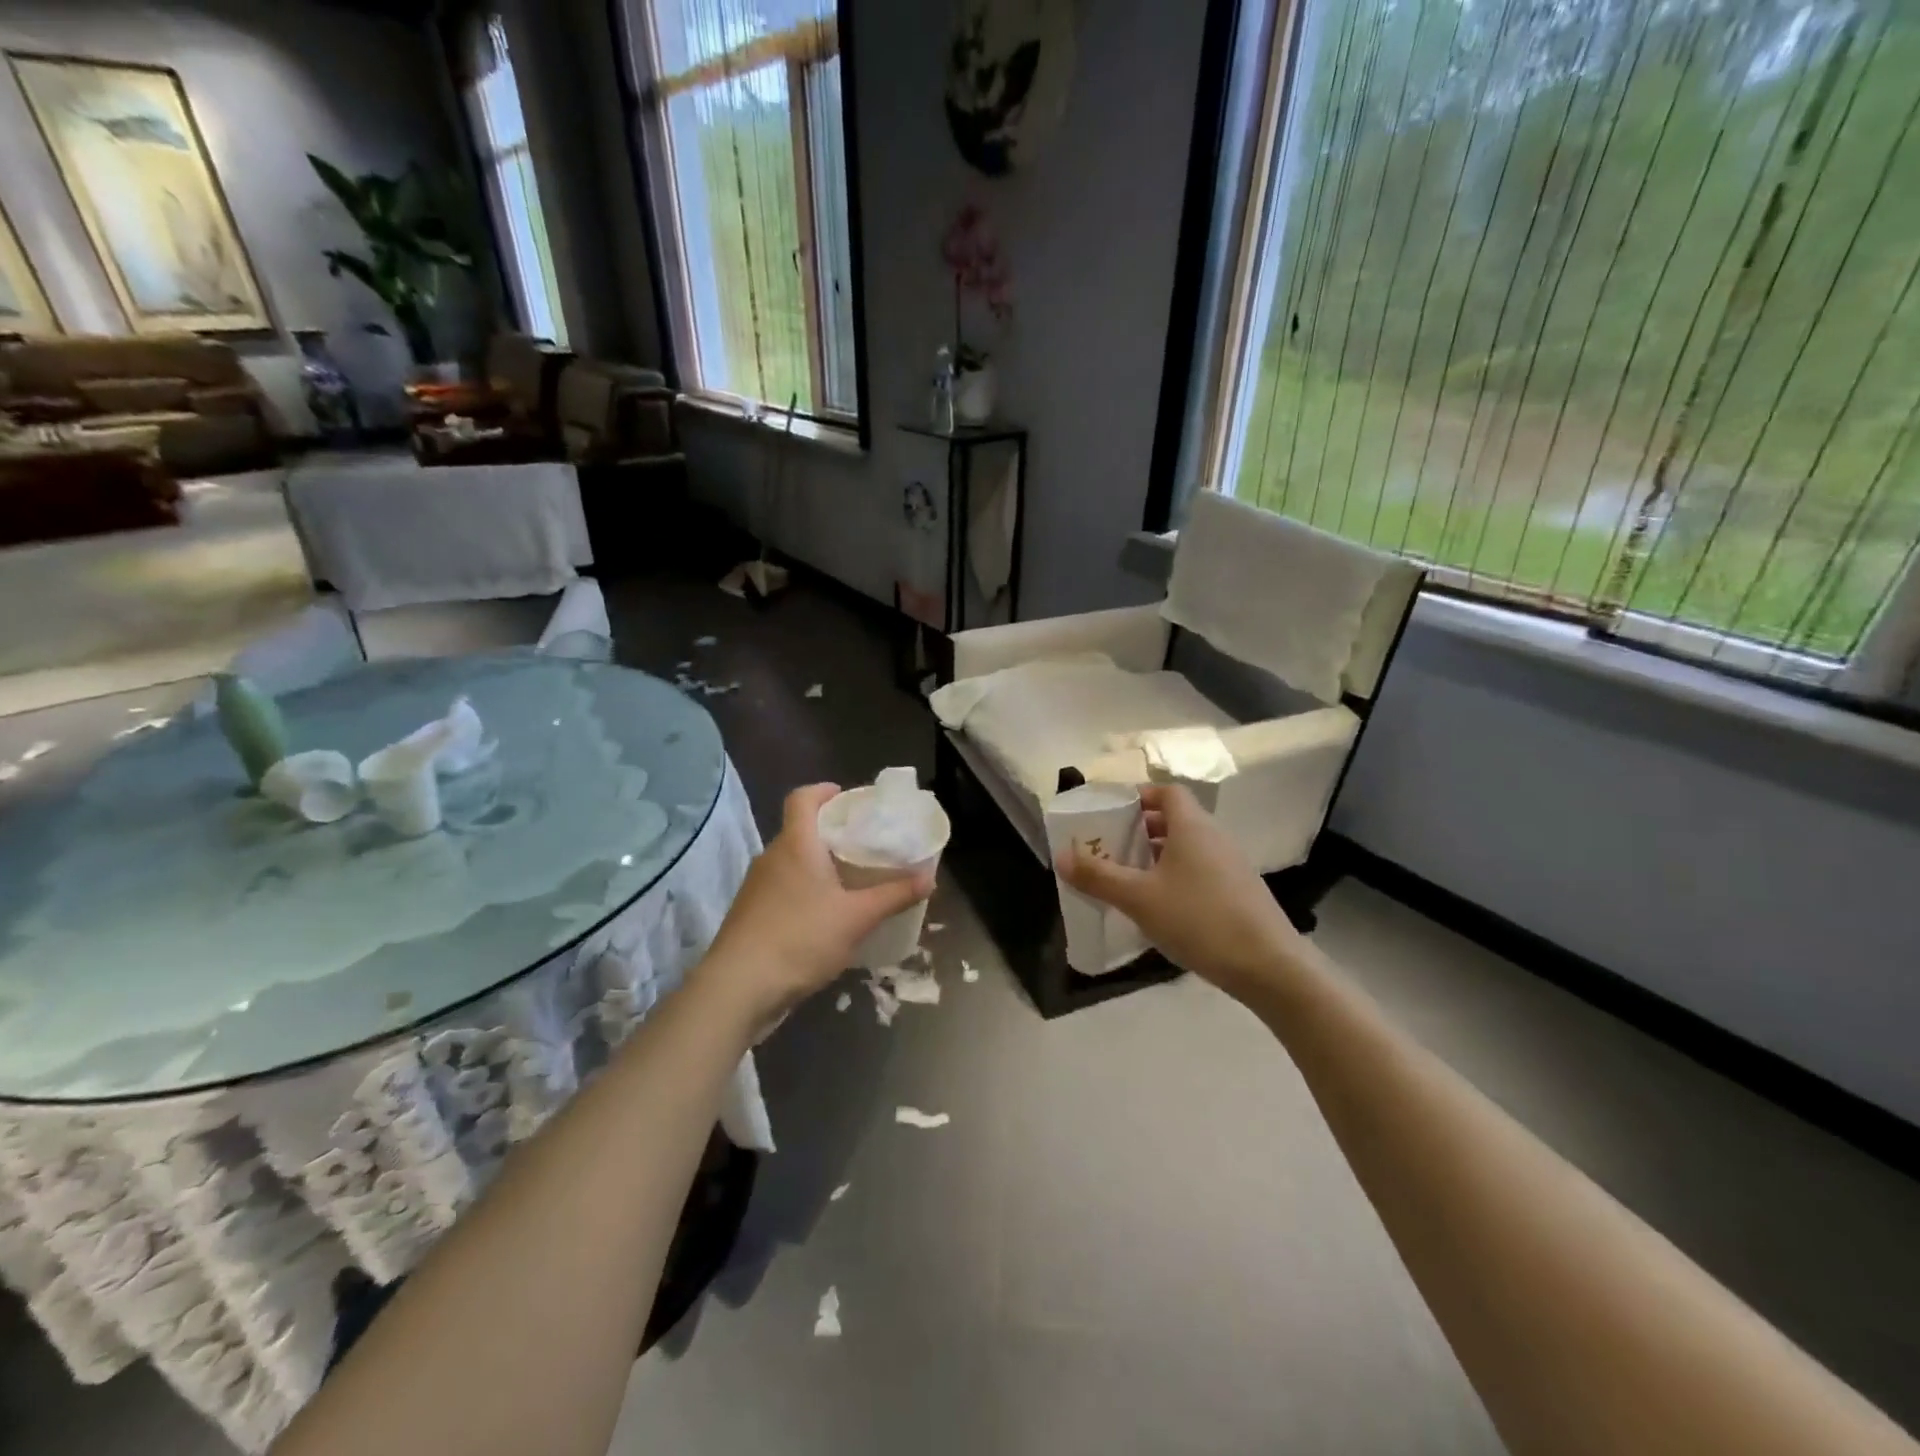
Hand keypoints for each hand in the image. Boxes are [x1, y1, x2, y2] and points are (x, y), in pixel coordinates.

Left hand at [696, 783, 933, 1023]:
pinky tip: (827, 916)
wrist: (738, 989)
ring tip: (852, 880)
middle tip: (866, 844)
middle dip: (832, 832)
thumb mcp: (857, 918)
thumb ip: (894, 895)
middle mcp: (772, 857)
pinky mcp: (751, 914)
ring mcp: (757, 887)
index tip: (850, 799)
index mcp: (796, 844)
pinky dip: (806, 890)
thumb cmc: (801, 938)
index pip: (802, 798)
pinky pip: (784, 888)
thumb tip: (929, 878)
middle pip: (801, 830)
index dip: (824, 791)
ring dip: (819, 865)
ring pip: (793, 862)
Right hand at [1055, 783, 1302, 1002]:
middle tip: (1111, 846)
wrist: (1269, 966)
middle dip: (1141, 828)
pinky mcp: (1239, 892)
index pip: (1167, 792)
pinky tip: (1160, 906)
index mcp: (1192, 827)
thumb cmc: (1199, 919)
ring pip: (1188, 847)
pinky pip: (1200, 870)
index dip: (1140, 795)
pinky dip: (1176, 876)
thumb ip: (1098, 876)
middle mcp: (1214, 838)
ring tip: (1129, 877)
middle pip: (1176, 819)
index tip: (1113, 811)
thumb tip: (1061, 855)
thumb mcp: (1139, 899)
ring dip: (1158, 855)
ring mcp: (1231, 866)